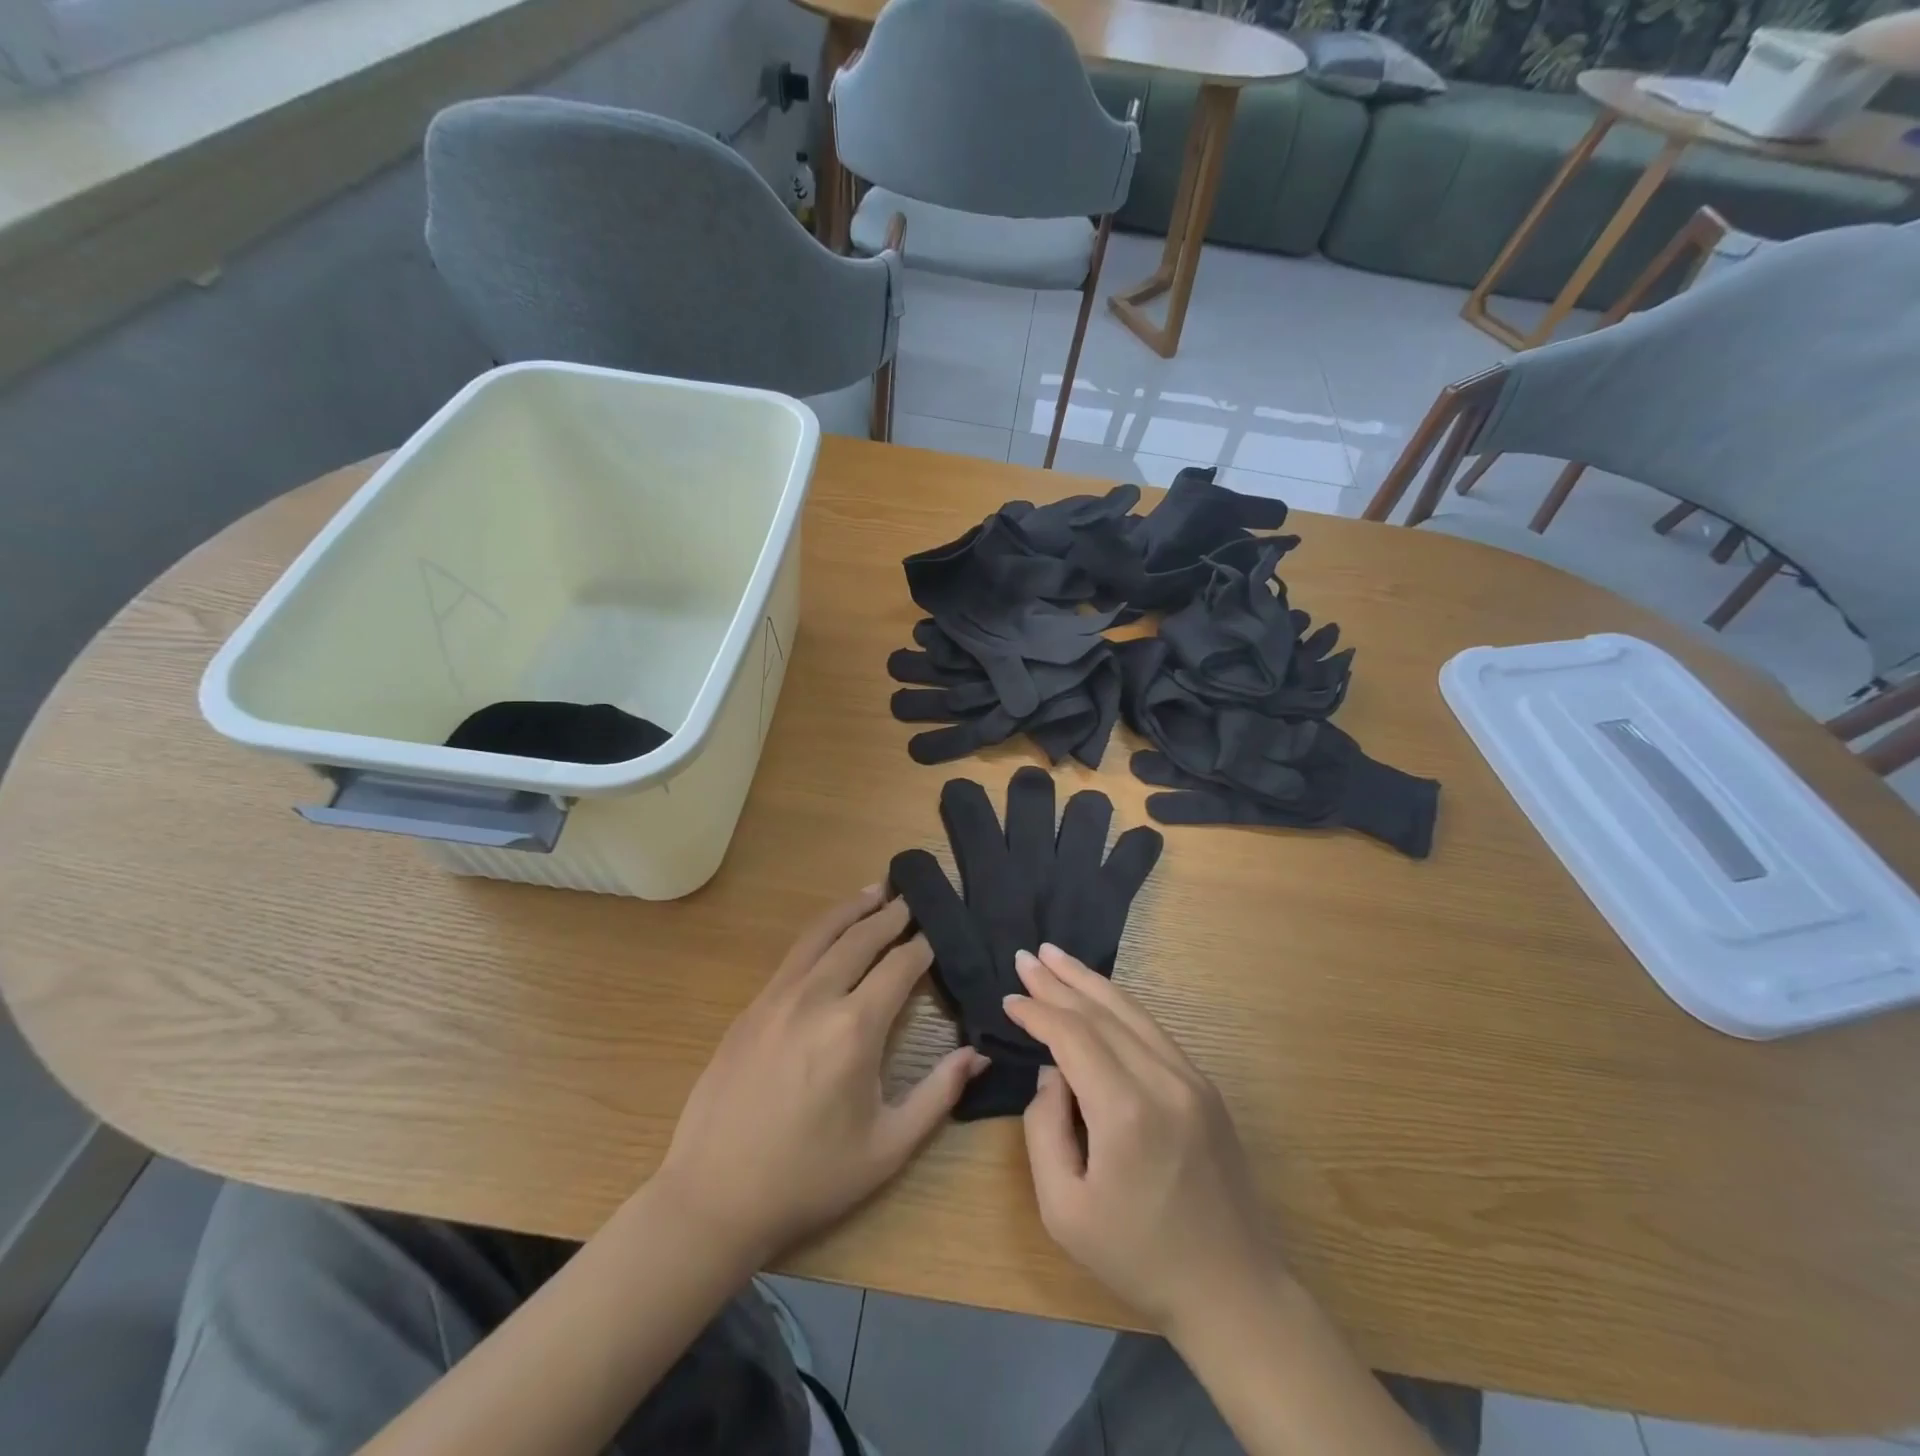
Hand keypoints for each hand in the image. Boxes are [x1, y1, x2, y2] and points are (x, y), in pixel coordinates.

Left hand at [654, 884, 986, 1267]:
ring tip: (876, 891)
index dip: (924, 945)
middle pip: (861, 938)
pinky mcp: (751, 1007)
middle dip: (892, 914)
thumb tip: (979, 1053)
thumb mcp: (887, 1147)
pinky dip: (820, 933)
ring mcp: (776, 998)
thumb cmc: (809, 1178)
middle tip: (914, 896)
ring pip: (821, 935)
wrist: (713, 1197)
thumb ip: (939, 1094)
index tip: (940, 930)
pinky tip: (830, 935)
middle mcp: (816, 998)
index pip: (899, 966)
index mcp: (854, 1030)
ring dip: (852, 910)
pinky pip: (793, 956)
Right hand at [1005, 944, 1286, 1335]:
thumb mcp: (1064, 1210)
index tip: (1009, 1001)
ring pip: (1131, 1011)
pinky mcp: (1205, 1086)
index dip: (1037, 1012)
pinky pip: (1153, 1030)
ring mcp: (1191, 1078)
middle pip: (1101, 1012)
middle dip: (1058, 981)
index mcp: (1125, 1111)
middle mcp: (1162, 1079)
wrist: (1234, 1291)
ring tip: (1057, 956)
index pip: (1072, 1036)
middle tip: (1026, 956)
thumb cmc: (1138, 1258)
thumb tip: (1051, 1074)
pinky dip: (1118, 1006)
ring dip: (1089, 981)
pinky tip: (1099, 995)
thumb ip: (1043, 1129)